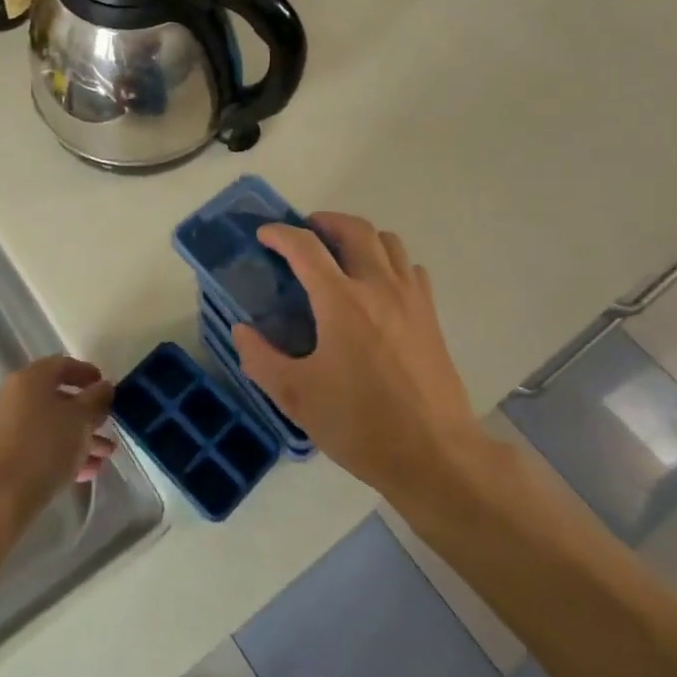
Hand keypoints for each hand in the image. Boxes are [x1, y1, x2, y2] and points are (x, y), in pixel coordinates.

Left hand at [0, 356, 116, 529]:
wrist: (2, 496)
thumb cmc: (46, 446)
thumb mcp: (81, 418)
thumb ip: (96, 398)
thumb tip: (104, 386)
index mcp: (30, 379)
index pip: (62, 364)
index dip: (87, 373)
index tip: (106, 387)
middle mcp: (13, 396)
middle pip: (56, 397)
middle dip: (86, 413)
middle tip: (106, 424)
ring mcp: (5, 426)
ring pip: (49, 425)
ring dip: (78, 436)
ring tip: (104, 455)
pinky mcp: (2, 455)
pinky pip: (38, 446)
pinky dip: (61, 452)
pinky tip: (85, 471)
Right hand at [233, 213, 475, 494]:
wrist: (435, 455)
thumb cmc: (360, 424)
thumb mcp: (296, 397)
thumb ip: (260, 358)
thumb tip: (242, 330)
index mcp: (341, 301)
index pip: (306, 247)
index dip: (281, 234)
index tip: (265, 234)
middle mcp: (378, 287)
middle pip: (355, 229)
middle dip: (325, 221)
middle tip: (305, 233)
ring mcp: (410, 299)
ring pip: (389, 241)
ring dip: (360, 237)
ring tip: (341, 253)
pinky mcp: (430, 316)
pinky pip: (411, 268)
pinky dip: (390, 262)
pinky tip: (378, 286)